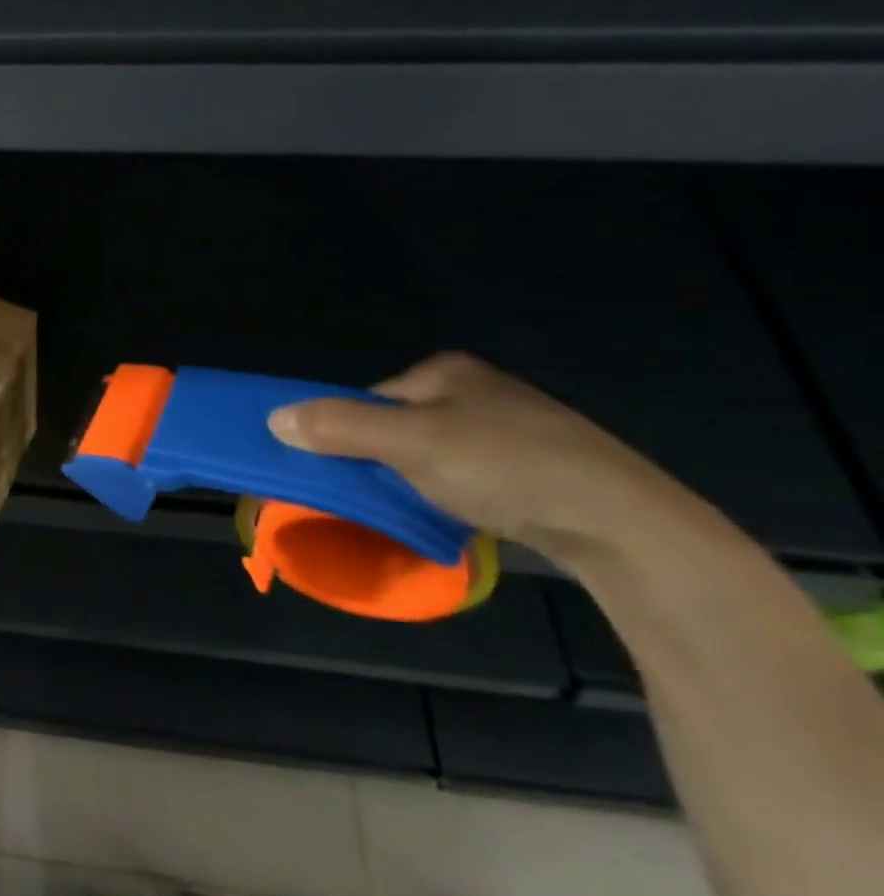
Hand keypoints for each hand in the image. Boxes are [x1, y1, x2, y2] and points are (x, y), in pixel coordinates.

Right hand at [267, 352, 705, 565]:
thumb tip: (273, 418)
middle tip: (375, 496)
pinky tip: (460, 519)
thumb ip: (338, 426)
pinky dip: (452, 497)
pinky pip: (469, 478)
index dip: (345, 432)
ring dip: (415, 483)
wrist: (623, 524)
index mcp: (447, 371)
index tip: (339, 471)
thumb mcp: (409, 443)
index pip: (369, 398)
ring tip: (417, 512)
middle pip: (399, 427)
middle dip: (381, 461)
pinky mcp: (538, 470)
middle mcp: (478, 391)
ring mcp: (512, 430)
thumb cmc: (505, 465)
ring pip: (433, 456)